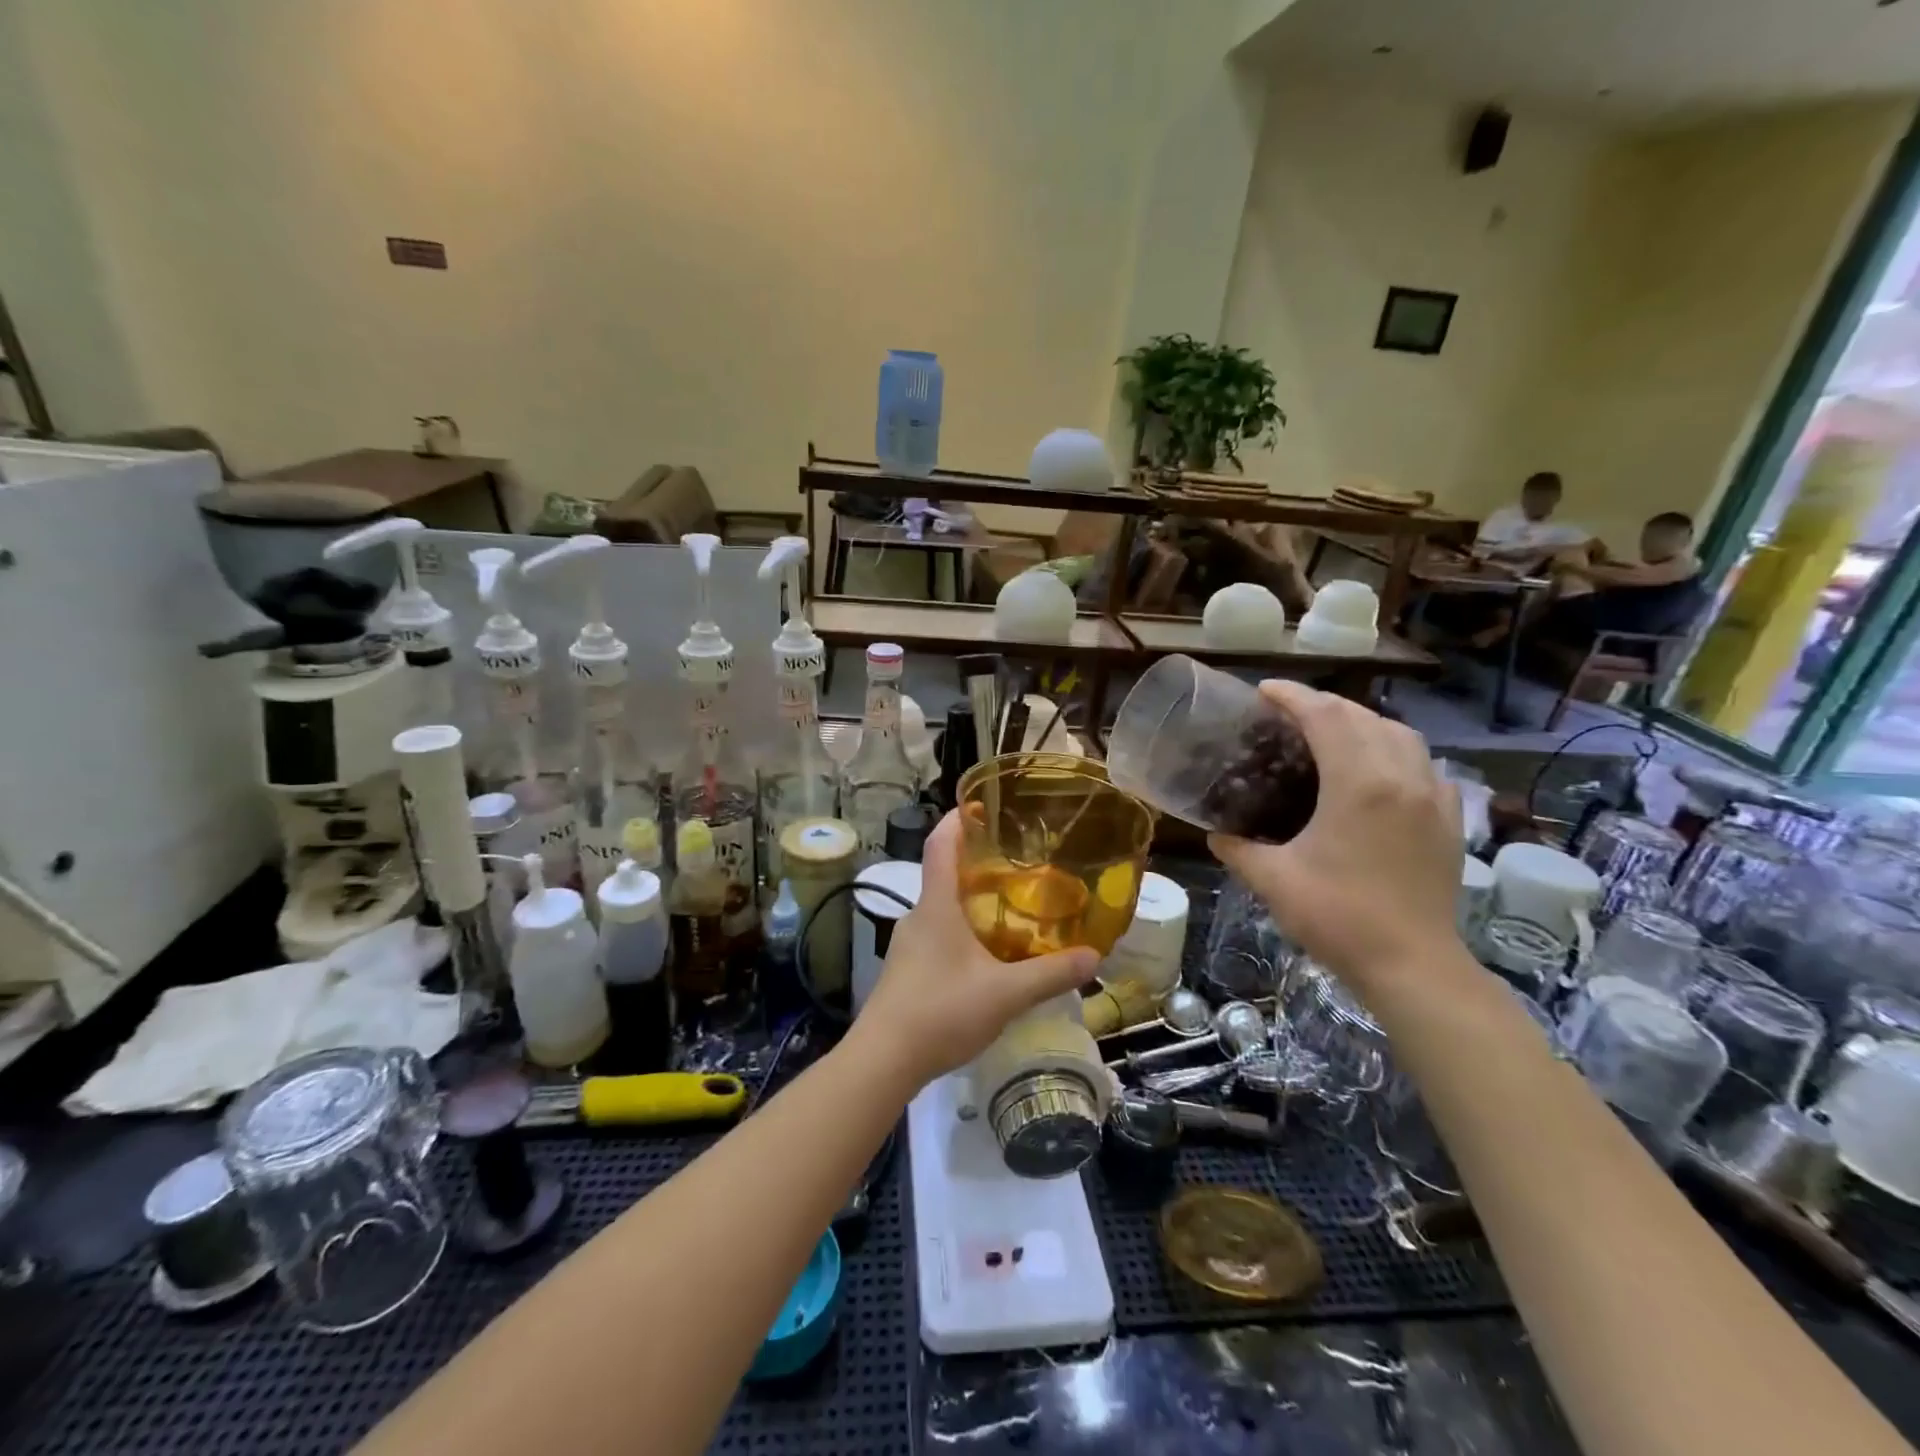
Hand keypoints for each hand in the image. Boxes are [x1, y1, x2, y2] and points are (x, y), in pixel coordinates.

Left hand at [852, 812, 1098, 1089]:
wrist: (883, 1060)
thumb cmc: (941, 1011)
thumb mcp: (1005, 994)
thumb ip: (1051, 974)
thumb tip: (1094, 956)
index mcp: (937, 906)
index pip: (939, 845)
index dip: (957, 819)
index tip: (978, 804)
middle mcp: (918, 916)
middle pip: (944, 875)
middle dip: (976, 865)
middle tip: (1017, 865)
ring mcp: (908, 944)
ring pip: (942, 910)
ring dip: (970, 903)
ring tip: (1009, 911)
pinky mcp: (906, 970)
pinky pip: (937, 936)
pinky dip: (962, 933)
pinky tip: (986, 959)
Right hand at [1208, 682, 1463, 993]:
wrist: (1413, 965)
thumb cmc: (1338, 917)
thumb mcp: (1273, 880)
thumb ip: (1238, 849)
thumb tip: (1215, 834)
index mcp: (1358, 783)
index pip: (1324, 716)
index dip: (1291, 696)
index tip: (1263, 690)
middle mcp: (1401, 777)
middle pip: (1363, 716)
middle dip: (1323, 705)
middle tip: (1287, 712)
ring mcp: (1433, 797)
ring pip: (1400, 734)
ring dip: (1362, 722)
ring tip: (1331, 733)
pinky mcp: (1449, 820)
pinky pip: (1424, 764)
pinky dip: (1395, 751)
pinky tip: (1378, 772)